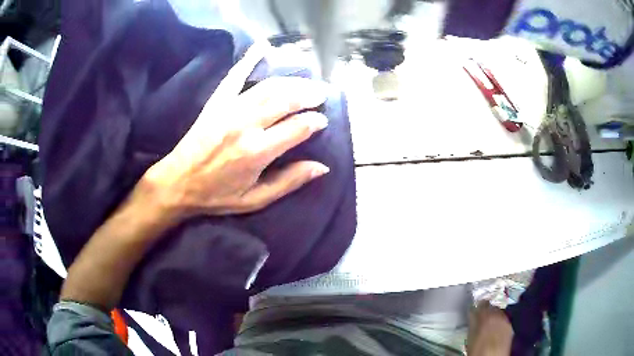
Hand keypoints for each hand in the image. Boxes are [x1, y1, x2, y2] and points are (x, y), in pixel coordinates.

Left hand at [144, 41, 330, 216]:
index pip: (298, 128)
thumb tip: (322, 167)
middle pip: (287, 100)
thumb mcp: (255, 199)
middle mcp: (246, 125)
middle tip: (321, 94)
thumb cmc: (216, 195)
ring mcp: (230, 109)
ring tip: (306, 82)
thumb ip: (289, 182)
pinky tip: (263, 47)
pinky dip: (250, 59)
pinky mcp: (216, 102)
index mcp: (258, 152)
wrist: (177, 182)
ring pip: (269, 87)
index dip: (315, 122)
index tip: (322, 121)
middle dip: (309, 95)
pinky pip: (235, 76)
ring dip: (292, 81)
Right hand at [467, 301, 513, 355]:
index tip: (474, 309)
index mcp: (486, 315)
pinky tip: (495, 330)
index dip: (478, 306)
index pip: (483, 303)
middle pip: (492, 307)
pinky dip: (499, 322)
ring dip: (494, 316)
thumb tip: (472, 313)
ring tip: (488, 325)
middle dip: (487, 311)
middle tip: (481, 318)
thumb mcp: (470, 336)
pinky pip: (504, 320)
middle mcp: (498, 314)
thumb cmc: (478, 348)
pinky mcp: (510, 327)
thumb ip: (472, 322)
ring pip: (499, 313)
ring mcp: (506, 320)